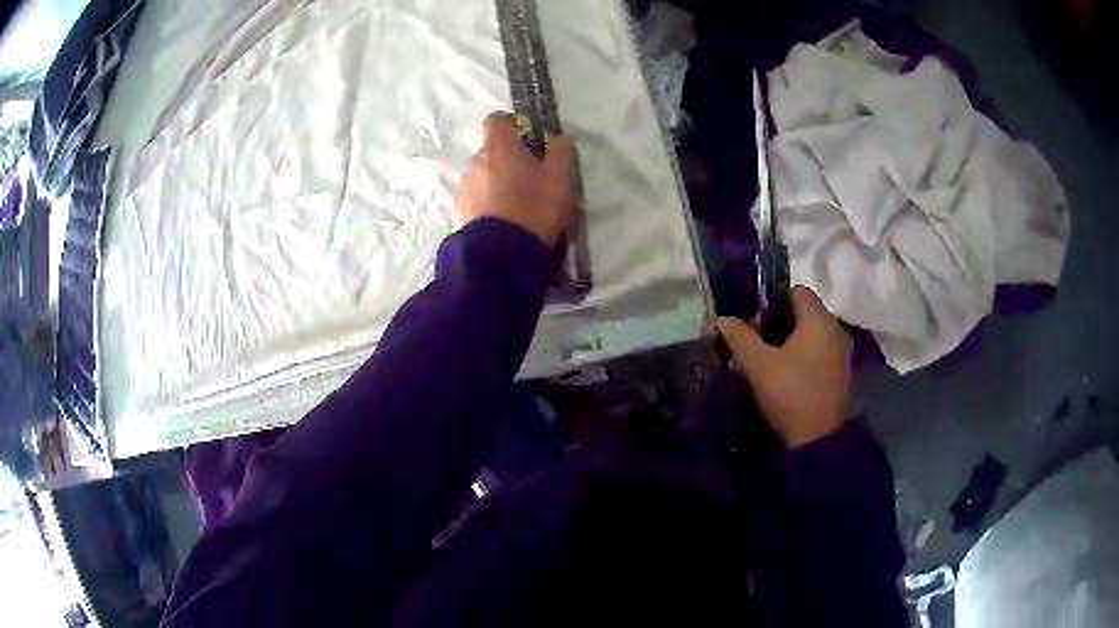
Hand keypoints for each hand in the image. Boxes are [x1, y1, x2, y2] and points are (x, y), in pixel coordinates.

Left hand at [456, 112, 576, 247]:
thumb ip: (561, 152)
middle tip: (533, 178)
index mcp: (499, 147)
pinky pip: (478, 198)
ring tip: (519, 205)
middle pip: (493, 150)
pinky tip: (506, 221)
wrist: (500, 256)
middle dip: (510, 159)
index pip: (498, 119)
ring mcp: (465, 187)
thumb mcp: (559, 179)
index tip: (531, 140)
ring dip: (499, 182)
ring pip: (485, 175)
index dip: (514, 125)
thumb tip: (560, 137)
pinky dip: (490, 203)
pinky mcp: (460, 212)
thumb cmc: (534, 208)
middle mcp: (476, 161)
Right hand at [717, 287, 851, 447]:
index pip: (796, 291)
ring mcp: (841, 352)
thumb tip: (722, 319)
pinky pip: (819, 351)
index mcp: (819, 320)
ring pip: (811, 333)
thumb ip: (740, 337)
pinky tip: (785, 375)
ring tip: (767, 362)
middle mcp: (835, 329)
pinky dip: (802, 355)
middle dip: (777, 323)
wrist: (818, 440)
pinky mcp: (841, 372)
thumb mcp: (759, 365)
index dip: (771, 301)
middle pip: (804, 312)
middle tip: (756, 345)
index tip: (755, 324)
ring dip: (789, 341)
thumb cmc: (790, 394)